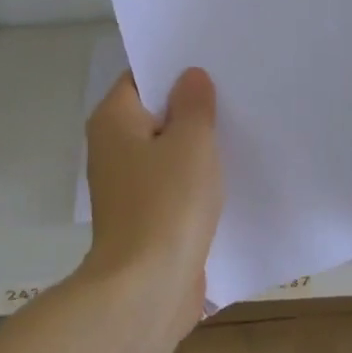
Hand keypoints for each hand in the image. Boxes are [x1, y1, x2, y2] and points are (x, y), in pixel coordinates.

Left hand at [80, 69, 223, 340]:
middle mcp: (113, 148)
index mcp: (114, 120)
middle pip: (155, 113)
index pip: (142, 77)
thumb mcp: (191, 142)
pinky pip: (172, 184)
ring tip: (239, 126)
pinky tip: (230, 173)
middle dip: (191, 105)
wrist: (146, 292)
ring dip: (196, 145)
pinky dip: (195, 178)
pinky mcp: (145, 218)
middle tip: (233, 88)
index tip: (211, 60)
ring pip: (166, 150)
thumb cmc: (167, 203)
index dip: (175, 67)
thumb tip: (190, 76)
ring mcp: (127, 186)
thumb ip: (194, 104)